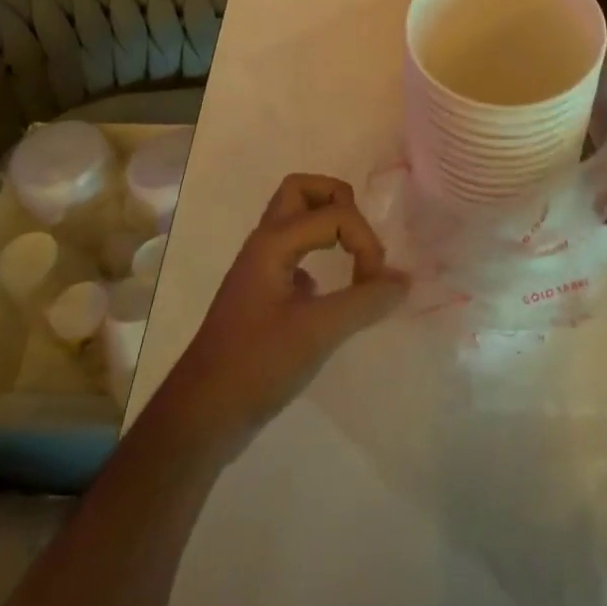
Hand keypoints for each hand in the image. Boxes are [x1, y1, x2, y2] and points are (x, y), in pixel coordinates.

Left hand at [148, 175, 408, 456]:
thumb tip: (404, 280)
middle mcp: (264, 244)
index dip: (365, 242)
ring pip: (295, 220)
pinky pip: (295, 253)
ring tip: (355, 256)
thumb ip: (365, 301)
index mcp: (273, 243)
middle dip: (338, 201)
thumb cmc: (257, 365)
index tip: (374, 284)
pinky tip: (331, 292)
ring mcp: (261, 268)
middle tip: (360, 236)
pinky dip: (319, 256)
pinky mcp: (263, 293)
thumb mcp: (318, 332)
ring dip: (328, 225)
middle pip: (301, 190)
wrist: (203, 415)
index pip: (334, 214)